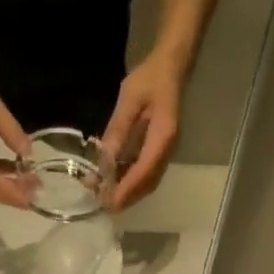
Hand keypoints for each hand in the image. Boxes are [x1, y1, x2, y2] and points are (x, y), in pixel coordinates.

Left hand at [101, 49, 184, 209]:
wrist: (170, 69)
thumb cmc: (150, 79)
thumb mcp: (129, 99)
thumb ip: (118, 129)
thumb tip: (105, 160)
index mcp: (162, 137)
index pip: (144, 171)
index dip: (127, 189)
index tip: (109, 201)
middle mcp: (167, 150)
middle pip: (147, 183)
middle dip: (126, 197)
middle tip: (102, 204)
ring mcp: (165, 152)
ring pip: (147, 182)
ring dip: (128, 192)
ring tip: (105, 196)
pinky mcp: (159, 151)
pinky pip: (146, 173)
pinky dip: (131, 182)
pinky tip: (114, 181)